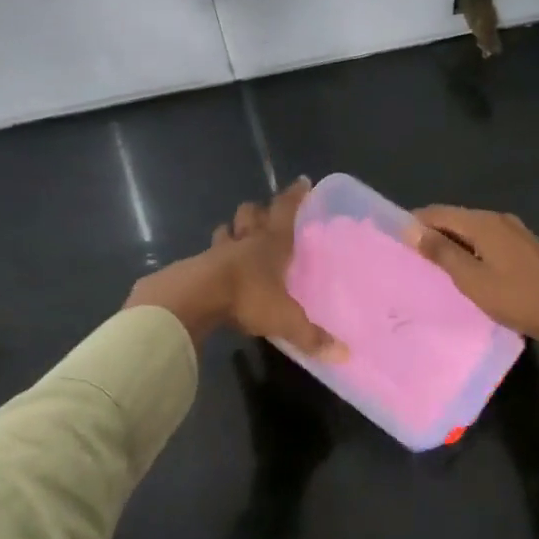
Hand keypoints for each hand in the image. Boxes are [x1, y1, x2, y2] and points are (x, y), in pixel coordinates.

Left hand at [125, 180, 342, 356]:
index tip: (302, 182)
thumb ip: (312, 337)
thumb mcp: (285, 320)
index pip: (286, 211)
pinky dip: (212, 258)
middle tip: (264, 215)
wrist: (194, 299)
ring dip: (232, 231)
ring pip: (225, 230)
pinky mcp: (195, 266)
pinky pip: (206, 255)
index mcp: (271, 244)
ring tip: (237, 238)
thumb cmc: (248, 297)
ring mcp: (216, 251)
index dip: (295, 196)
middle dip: (258, 211)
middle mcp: (245, 241)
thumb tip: (345, 356)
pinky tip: (215, 270)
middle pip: (250, 213)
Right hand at [409, 205, 538, 381]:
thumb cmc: (517, 298)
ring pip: (472, 230)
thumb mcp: (472, 279)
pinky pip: (487, 240)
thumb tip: (411, 229)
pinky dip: (470, 250)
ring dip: (451, 243)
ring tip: (432, 265)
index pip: (439, 212)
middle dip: (432, 233)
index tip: (394, 239)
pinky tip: (465, 269)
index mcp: (484, 222)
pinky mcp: (524, 247)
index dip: (415, 223)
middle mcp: (499, 219)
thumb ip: (441, 252)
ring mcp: (515, 232)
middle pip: (456, 219)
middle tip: (409, 256)